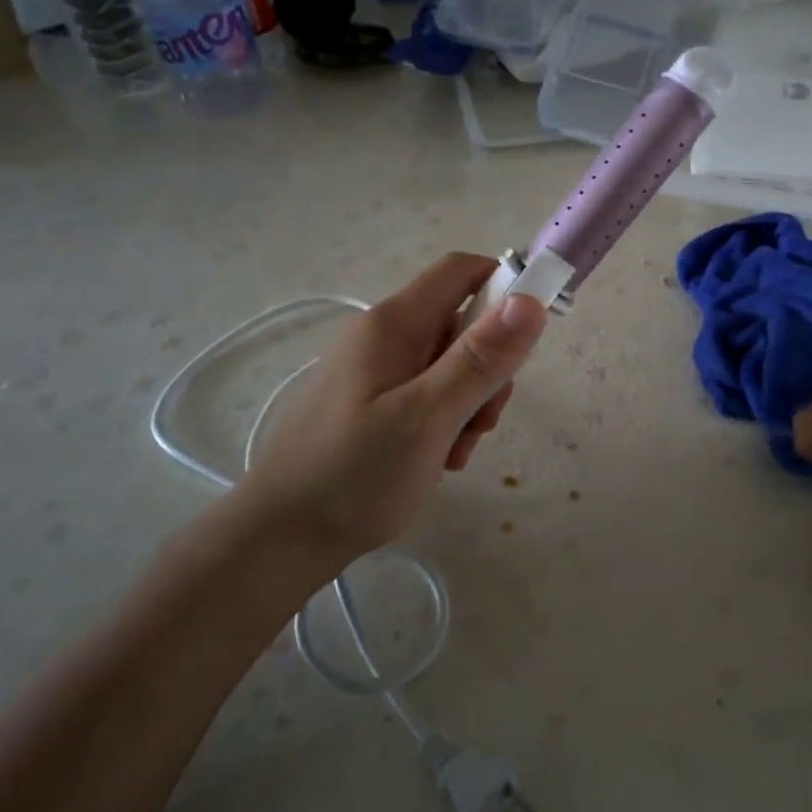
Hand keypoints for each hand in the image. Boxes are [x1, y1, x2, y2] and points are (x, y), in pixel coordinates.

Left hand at [227, 253, 548, 566]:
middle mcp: (386, 336)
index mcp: (394, 323)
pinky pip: (431, 394)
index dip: (505, 287)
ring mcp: (379, 370)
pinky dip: (446, 422)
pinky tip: (437, 460)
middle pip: (463, 323)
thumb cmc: (354, 474)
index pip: (463, 271)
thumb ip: (480, 359)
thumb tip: (530, 301)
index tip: (529, 338)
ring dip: (470, 403)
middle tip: (482, 418)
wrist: (282, 540)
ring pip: (452, 364)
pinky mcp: (377, 403)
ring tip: (453, 450)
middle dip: (488, 368)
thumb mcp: (428, 416)